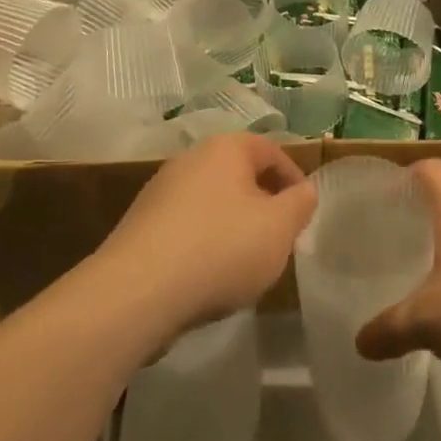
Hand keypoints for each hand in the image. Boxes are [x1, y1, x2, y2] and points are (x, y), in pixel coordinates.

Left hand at [93, 131, 315, 337]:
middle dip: (262, 205)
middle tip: (278, 239)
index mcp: (226, 148)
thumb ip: (300, 204)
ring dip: (233, 227)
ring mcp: (160, 192)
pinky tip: (207, 278)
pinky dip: (203, 245)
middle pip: (239, 176)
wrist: (136, 292)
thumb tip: (304, 190)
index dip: (293, 179)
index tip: (304, 212)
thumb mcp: (279, 228)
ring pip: (212, 203)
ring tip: (245, 264)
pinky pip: (185, 228)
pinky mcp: (140, 226)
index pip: (271, 151)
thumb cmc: (220, 249)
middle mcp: (190, 159)